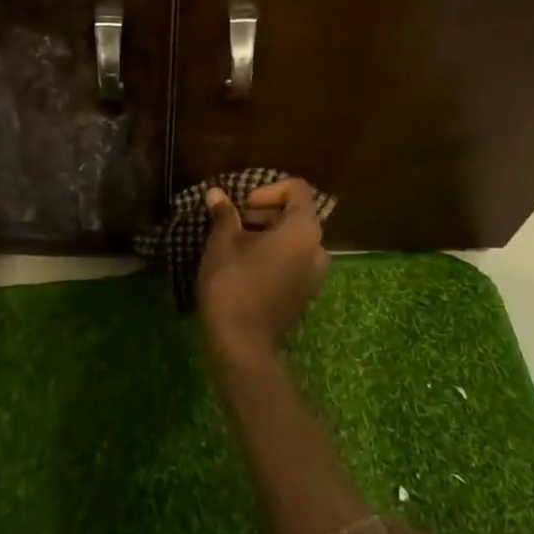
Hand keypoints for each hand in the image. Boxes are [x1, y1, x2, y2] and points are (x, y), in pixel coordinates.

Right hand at [197, 178, 330, 369]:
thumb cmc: (232, 283)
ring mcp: (314, 275)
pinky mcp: (305, 294)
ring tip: (235, 245)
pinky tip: (245, 267)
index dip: (268, 189)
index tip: (242, 205)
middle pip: (297, 214)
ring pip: (294, 240)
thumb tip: (215, 192)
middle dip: (264, 212)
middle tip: (233, 223)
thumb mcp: (223, 242)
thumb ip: (224, 213)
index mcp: (303, 230)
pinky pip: (293, 261)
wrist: (242, 343)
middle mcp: (318, 249)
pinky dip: (273, 255)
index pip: (297, 189)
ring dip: (267, 234)